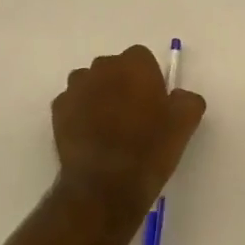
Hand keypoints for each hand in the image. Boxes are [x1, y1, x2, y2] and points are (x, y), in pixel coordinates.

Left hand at [51, 45, 205, 225]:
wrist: (104, 185)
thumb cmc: (149, 149)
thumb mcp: (184, 125)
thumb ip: (187, 100)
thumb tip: (180, 96)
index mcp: (134, 64)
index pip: (142, 59)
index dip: (148, 80)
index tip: (153, 104)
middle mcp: (102, 67)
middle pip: (114, 69)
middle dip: (121, 85)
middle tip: (132, 116)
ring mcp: (76, 87)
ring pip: (90, 84)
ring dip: (98, 97)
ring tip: (108, 128)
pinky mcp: (58, 110)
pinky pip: (72, 104)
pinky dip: (80, 114)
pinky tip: (90, 138)